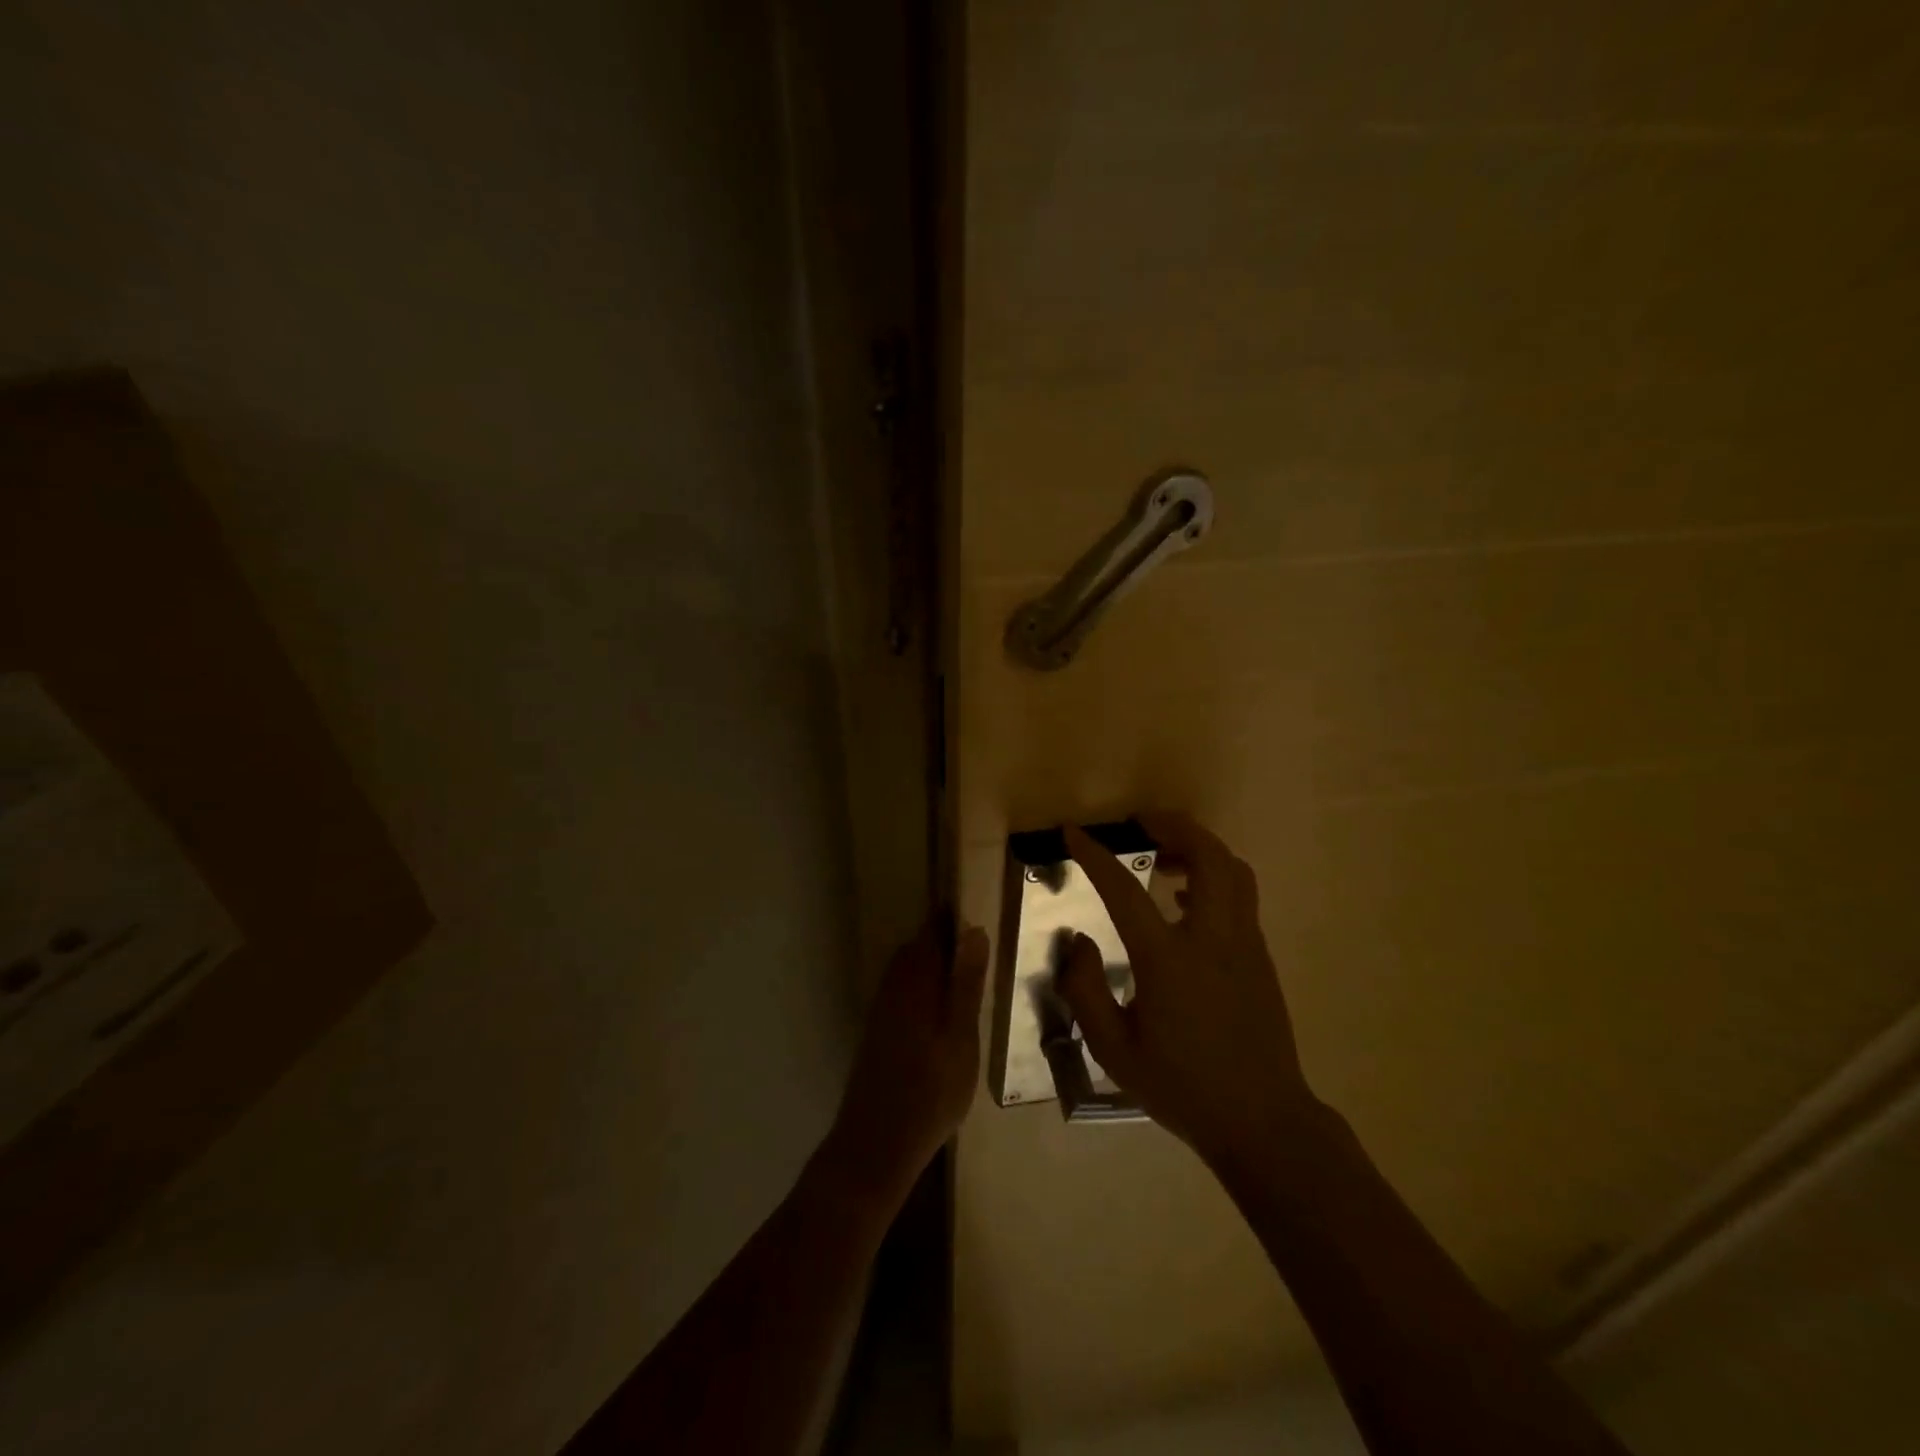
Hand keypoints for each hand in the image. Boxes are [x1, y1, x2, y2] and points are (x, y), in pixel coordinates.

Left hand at [816, 917, 988, 1210]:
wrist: (876, 1144)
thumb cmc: (930, 1090)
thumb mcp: (961, 1036)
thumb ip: (966, 983)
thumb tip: (973, 930)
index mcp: (915, 981)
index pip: (931, 932)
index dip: (950, 917)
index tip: (974, 907)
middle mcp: (893, 987)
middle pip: (917, 949)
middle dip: (942, 939)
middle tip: (977, 943)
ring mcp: (882, 1009)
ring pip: (908, 970)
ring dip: (932, 964)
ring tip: (965, 976)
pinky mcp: (878, 1031)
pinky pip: (902, 991)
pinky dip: (922, 988)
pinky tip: (940, 1011)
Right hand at [1059, 813, 1321, 1165]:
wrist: (1263, 1122)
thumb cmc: (1182, 1087)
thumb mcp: (1114, 1050)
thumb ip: (1085, 990)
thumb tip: (1079, 942)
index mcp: (1169, 960)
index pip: (1124, 890)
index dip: (1094, 856)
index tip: (1074, 832)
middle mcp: (1212, 939)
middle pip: (1208, 856)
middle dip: (1174, 827)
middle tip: (1142, 823)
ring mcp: (1245, 944)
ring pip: (1233, 870)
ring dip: (1199, 848)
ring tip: (1164, 856)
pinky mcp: (1260, 956)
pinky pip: (1240, 895)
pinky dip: (1213, 876)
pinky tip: (1183, 900)